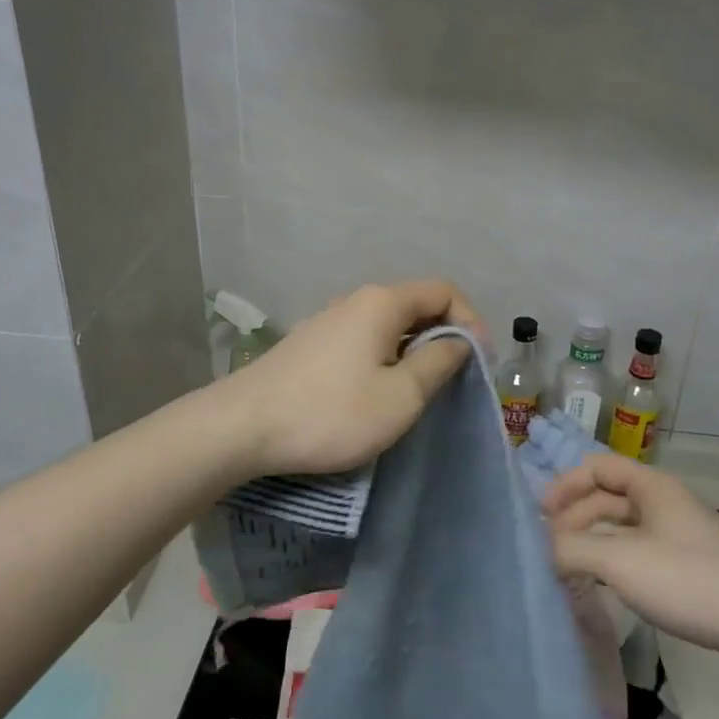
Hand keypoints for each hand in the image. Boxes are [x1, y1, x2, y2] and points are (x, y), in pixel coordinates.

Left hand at [222, 280, 481, 476]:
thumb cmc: (331, 412)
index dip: (471, 321)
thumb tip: (458, 342)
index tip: (477, 363)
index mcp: (382, 303)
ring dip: (412, 350)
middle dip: (443, 336)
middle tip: (453, 379)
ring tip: (418, 391)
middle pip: (415, 305)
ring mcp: (327, 321)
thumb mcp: (400, 396)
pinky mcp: (309, 345)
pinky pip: (362, 340)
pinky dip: (384, 358)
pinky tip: (375, 393)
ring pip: (387, 325)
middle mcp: (355, 301)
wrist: (241, 427)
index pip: (444, 291)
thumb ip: (438, 363)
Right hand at [544, 456, 718, 663]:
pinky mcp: (693, 566)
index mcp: (652, 486)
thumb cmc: (691, 581)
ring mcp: (681, 534)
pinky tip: (605, 587)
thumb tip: (543, 551)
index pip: (597, 467)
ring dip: (593, 542)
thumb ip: (572, 550)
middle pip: (608, 497)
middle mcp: (665, 502)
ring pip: (624, 528)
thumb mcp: (621, 562)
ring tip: (567, 570)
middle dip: (574, 518)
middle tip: (548, 550)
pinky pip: (641, 552)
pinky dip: (615, 562)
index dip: (565, 485)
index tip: (539, 515)